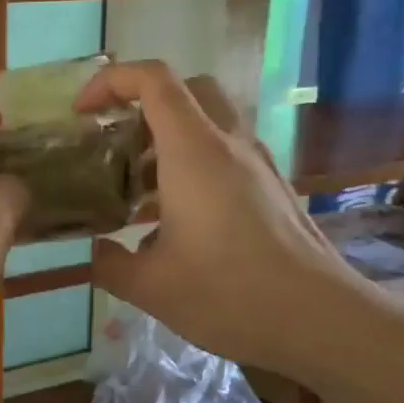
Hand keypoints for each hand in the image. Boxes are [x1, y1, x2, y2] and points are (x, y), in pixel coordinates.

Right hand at [75, 61, 359, 376]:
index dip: (110, 82)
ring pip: (208, 122)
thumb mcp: (150, 287)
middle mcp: (229, 144)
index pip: (153, 80)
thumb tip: (95, 252)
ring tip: (136, 188)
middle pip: (186, 89)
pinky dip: (191, 165)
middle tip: (113, 142)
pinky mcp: (272, 188)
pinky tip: (174, 221)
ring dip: (167, 139)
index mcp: (194, 152)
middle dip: (141, 103)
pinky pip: (225, 154)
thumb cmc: (229, 294)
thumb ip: (108, 263)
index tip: (82, 114)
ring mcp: (258, 164)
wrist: (321, 322)